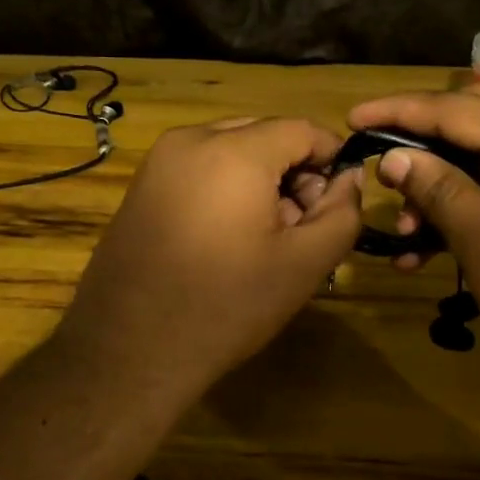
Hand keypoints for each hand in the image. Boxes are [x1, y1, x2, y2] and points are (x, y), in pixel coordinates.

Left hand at [57, 118, 362, 407]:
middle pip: (263, 135)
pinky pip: (197, 169)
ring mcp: (157, 162)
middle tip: (302, 225)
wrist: (130, 349)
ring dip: (259, 180)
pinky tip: (226, 238)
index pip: (301, 129)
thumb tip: (348, 179)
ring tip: (266, 237)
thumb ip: (342, 212)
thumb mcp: (304, 264)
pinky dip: (224, 188)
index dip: (333, 158)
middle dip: (293, 171)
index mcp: (233, 150)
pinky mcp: (139, 187)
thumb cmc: (226, 305)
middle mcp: (190, 140)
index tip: (340, 199)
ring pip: (229, 150)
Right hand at [349, 84, 479, 435]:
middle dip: (424, 139)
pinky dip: (476, 205)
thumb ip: (438, 189)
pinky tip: (439, 245)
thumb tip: (395, 156)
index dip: (400, 111)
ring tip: (406, 230)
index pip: (457, 107)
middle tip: (381, 162)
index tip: (351, 120)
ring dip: (446, 182)